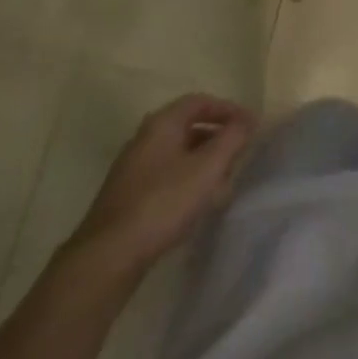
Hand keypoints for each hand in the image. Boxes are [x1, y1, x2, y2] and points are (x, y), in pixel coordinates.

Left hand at [66, 94, 254, 271]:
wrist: (108, 257)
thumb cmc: (163, 203)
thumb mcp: (207, 168)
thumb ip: (232, 138)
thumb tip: (249, 118)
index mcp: (161, 124)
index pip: (199, 101)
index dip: (227, 109)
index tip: (250, 125)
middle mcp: (144, 139)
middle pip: (188, 127)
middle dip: (217, 138)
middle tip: (240, 153)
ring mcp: (133, 170)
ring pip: (177, 155)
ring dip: (204, 163)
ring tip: (224, 183)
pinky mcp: (128, 198)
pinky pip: (166, 178)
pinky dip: (188, 182)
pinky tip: (198, 206)